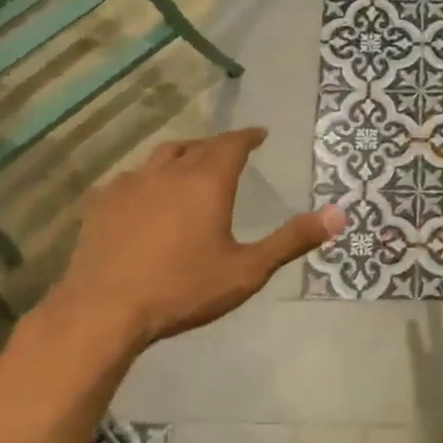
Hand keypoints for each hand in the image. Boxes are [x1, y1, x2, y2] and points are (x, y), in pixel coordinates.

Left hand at [38, 128, 345, 356]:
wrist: (105, 309)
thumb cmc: (183, 289)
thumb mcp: (247, 270)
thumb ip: (291, 240)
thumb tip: (338, 215)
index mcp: (207, 182)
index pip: (232, 144)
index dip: (248, 136)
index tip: (259, 133)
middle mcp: (169, 172)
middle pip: (198, 145)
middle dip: (218, 144)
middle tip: (231, 149)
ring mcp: (131, 184)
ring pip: (162, 155)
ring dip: (184, 154)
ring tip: (192, 162)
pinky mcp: (103, 202)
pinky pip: (133, 176)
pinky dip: (151, 177)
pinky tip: (148, 194)